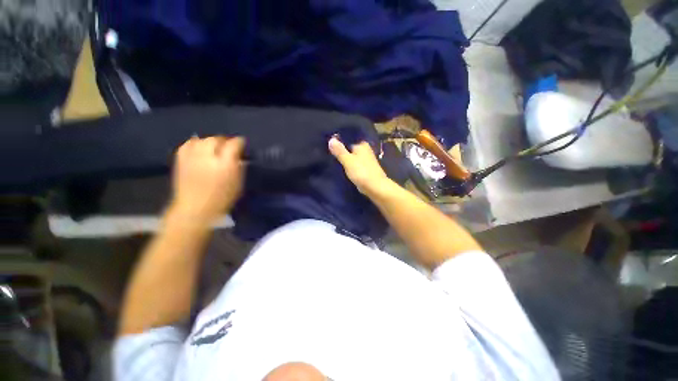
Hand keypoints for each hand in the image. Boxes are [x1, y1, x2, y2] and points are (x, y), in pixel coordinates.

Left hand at [170, 136, 245, 223]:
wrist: (195, 209)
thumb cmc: (222, 198)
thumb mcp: (238, 183)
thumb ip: (240, 167)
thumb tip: (240, 157)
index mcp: (226, 164)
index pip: (234, 144)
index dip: (240, 142)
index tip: (242, 145)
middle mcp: (208, 156)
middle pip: (217, 139)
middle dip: (225, 141)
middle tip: (229, 148)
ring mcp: (192, 157)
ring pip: (202, 139)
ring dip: (211, 142)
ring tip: (214, 148)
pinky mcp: (181, 159)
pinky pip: (188, 144)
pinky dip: (195, 143)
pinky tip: (199, 148)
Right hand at [328, 136, 391, 195]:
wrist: (375, 187)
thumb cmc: (361, 172)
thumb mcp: (348, 160)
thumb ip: (339, 150)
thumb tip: (331, 139)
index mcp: (362, 144)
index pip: (348, 138)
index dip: (338, 140)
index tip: (327, 143)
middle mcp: (365, 150)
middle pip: (350, 148)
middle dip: (341, 150)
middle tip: (327, 151)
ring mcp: (366, 160)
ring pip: (352, 156)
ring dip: (345, 158)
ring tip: (332, 159)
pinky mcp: (365, 169)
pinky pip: (354, 164)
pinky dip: (349, 165)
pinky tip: (341, 167)